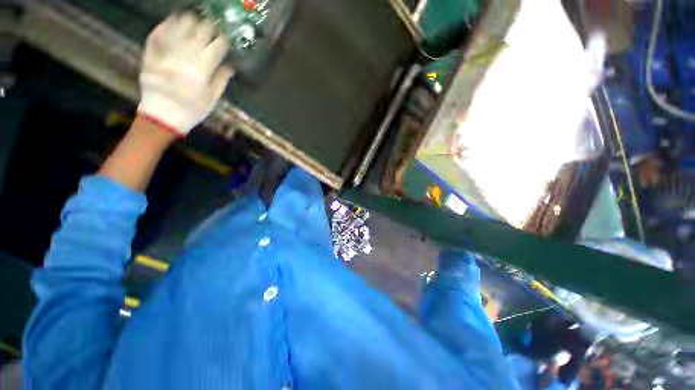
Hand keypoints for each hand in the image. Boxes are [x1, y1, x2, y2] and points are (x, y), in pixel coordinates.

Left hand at [138, 13, 233, 135]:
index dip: (224, 38)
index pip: (218, 44)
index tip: (227, 38)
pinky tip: (172, 21)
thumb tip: (231, 65)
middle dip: (209, 26)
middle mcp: (186, 52)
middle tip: (212, 27)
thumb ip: (221, 79)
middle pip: (200, 29)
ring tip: (194, 21)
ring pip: (180, 24)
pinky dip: (167, 23)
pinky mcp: (152, 50)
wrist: (162, 115)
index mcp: (203, 66)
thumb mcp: (212, 98)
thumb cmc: (192, 109)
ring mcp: (167, 49)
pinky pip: (159, 30)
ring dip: (189, 20)